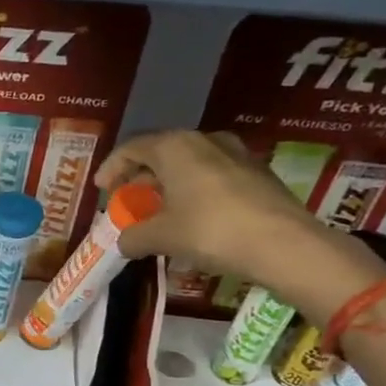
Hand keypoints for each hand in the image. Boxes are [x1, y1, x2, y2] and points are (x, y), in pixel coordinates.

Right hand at [96, 130, 383, 315]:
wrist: (284, 244)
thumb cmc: (210, 231)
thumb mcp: (162, 237)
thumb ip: (135, 236)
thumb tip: (124, 242)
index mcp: (175, 147)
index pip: (132, 148)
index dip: (111, 167)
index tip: (101, 188)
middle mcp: (205, 141)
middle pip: (161, 153)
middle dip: (141, 177)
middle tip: (128, 199)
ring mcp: (236, 154)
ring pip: (190, 164)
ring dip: (169, 185)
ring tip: (159, 211)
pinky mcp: (257, 173)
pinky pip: (213, 177)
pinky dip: (194, 192)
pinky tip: (192, 219)